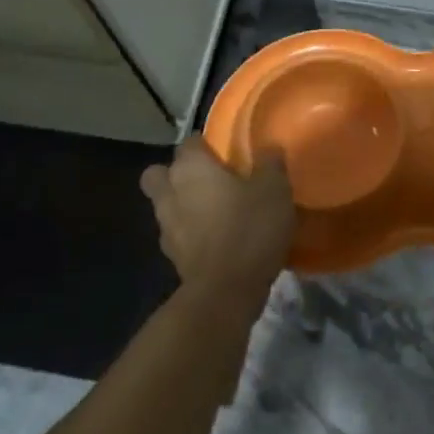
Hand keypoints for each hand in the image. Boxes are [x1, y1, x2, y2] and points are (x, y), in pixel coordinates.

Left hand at [140, 137, 294, 310]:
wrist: (226, 291)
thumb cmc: (249, 228)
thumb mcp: (274, 189)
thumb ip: (270, 164)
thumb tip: (269, 148)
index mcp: (191, 168)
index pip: (189, 142)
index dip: (205, 144)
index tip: (226, 152)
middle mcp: (170, 192)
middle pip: (159, 173)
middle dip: (176, 173)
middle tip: (208, 179)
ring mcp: (166, 227)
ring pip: (166, 205)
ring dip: (183, 205)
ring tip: (215, 212)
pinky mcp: (172, 257)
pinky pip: (177, 234)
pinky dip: (191, 234)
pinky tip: (217, 239)